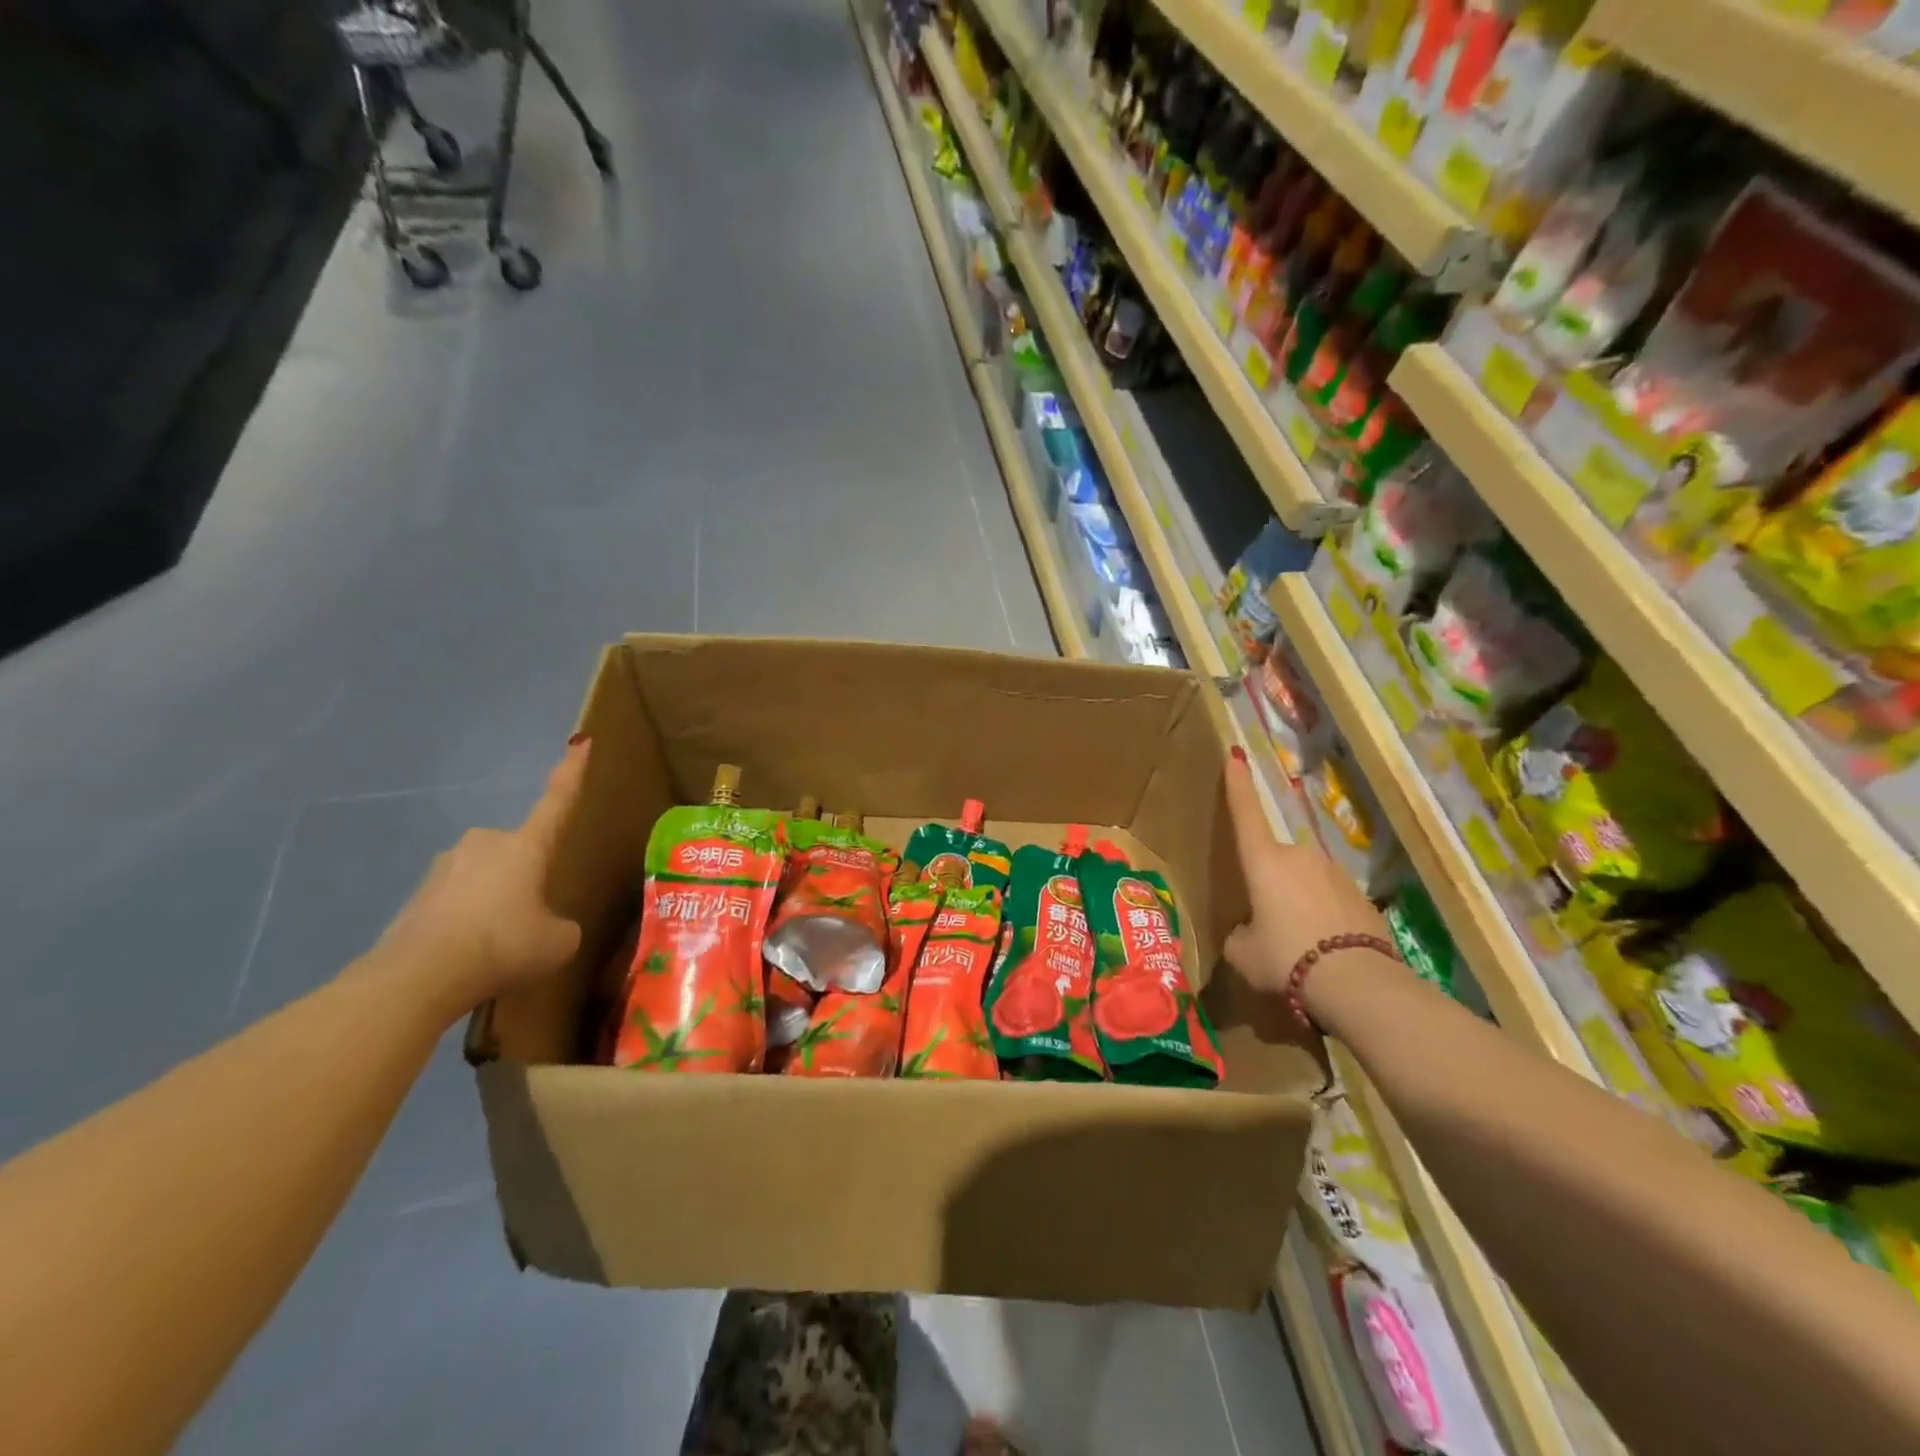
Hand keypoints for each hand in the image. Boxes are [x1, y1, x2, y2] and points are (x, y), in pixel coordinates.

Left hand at [375, 739, 590, 1012]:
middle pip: (516, 851)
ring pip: (483, 877)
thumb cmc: (504, 944)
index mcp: (526, 845)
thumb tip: (550, 927)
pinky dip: (465, 922)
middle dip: (524, 875)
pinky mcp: (415, 897)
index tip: (581, 742)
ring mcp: (444, 867)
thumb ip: (561, 926)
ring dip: (493, 900)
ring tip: (497, 944)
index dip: (572, 772)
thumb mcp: (558, 941)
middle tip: (531, 915)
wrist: (420, 976)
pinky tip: (467, 956)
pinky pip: (454, 903)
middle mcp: (485, 843)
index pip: (557, 801)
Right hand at [1222, 748, 1390, 1011]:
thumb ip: (1239, 933)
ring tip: (1297, 944)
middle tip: (1266, 924)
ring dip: (1297, 901)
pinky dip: (1323, 918)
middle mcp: (1300, 857)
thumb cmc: (1285, 958)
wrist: (1358, 983)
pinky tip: (1324, 951)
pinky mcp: (1361, 896)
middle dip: (1269, 884)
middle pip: (1275, 861)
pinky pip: (1330, 900)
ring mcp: (1335, 874)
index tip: (1236, 755)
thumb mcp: (1243, 953)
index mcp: (1263, 861)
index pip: (1245, 814)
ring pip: (1304, 881)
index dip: (1238, 785)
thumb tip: (1248, 930)